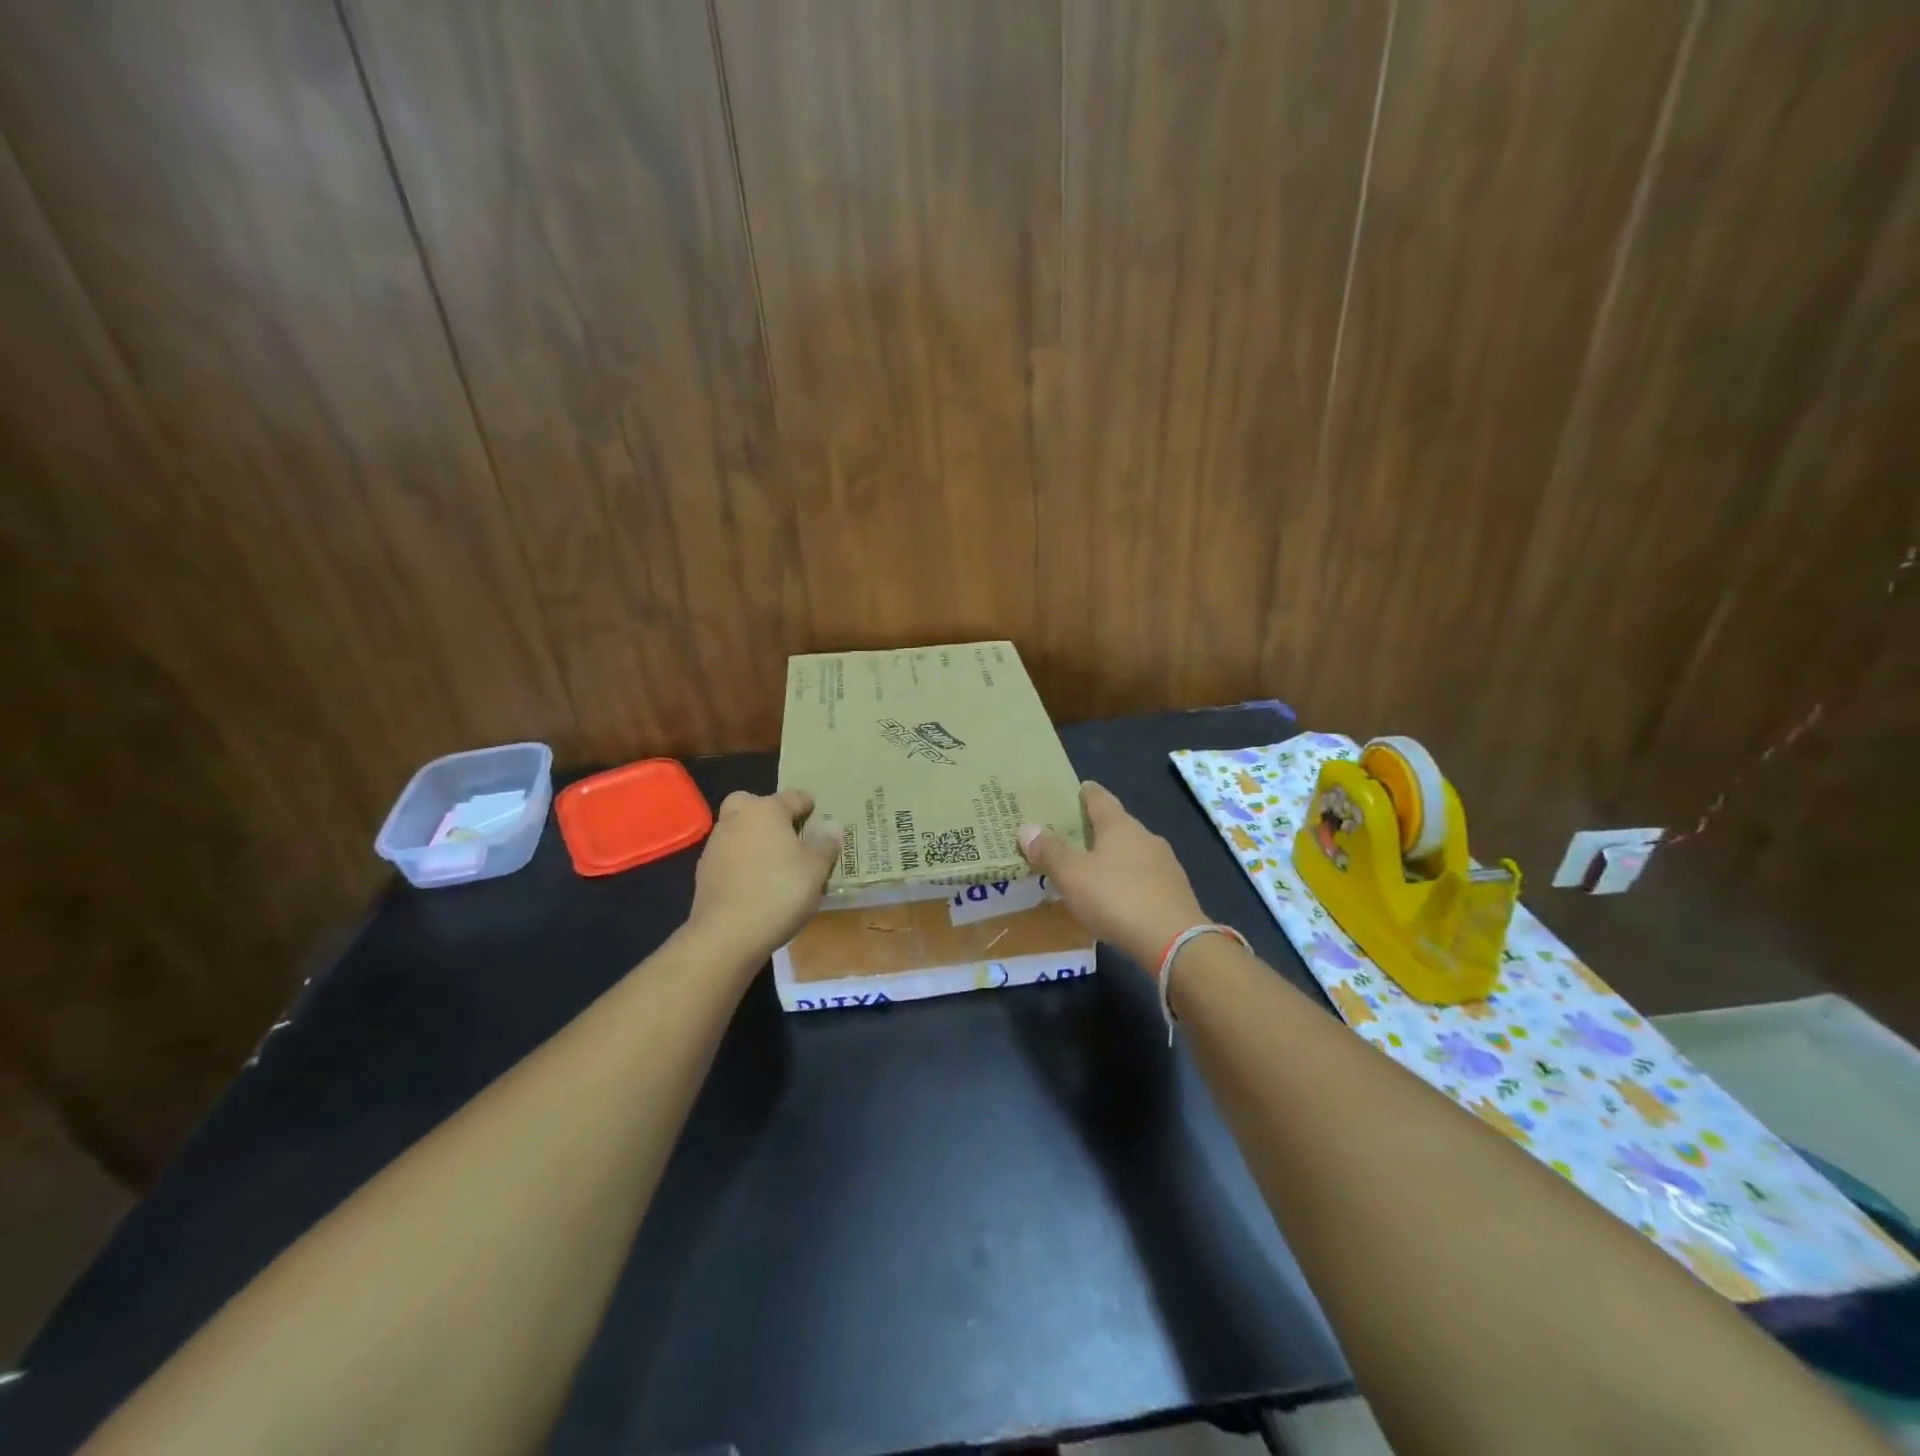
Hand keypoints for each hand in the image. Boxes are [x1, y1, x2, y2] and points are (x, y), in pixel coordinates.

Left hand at [688, 789, 840, 960]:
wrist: (727, 934)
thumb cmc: (779, 892)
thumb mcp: (816, 869)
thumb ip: (825, 844)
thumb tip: (831, 825)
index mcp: (766, 810)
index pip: (793, 796)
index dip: (809, 805)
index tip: (819, 816)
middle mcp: (737, 819)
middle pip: (753, 804)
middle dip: (770, 813)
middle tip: (788, 834)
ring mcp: (716, 845)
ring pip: (738, 829)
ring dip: (754, 838)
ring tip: (776, 863)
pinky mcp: (704, 872)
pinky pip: (729, 856)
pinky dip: (742, 862)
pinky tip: (756, 883)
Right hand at [1017, 781, 1207, 968]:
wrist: (1175, 942)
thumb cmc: (1117, 898)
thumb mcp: (1073, 876)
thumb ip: (1050, 852)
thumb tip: (1027, 828)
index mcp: (1120, 826)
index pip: (1101, 799)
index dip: (1087, 793)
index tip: (1079, 788)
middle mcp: (1146, 837)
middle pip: (1118, 825)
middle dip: (1097, 829)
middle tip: (1073, 834)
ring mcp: (1165, 865)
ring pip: (1133, 853)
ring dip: (1114, 857)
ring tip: (1092, 869)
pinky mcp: (1175, 893)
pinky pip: (1145, 878)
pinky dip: (1128, 881)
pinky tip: (1118, 897)